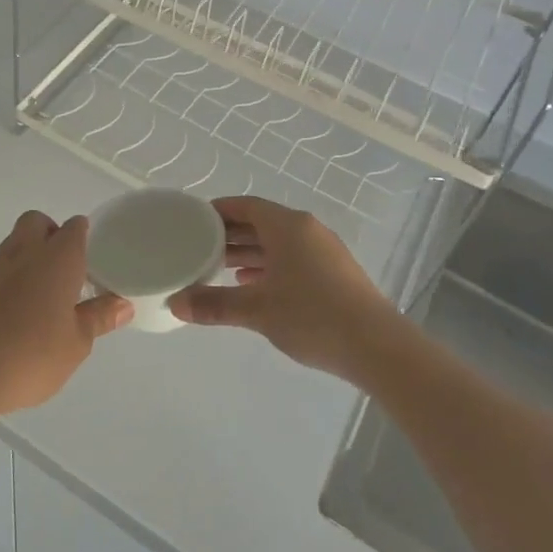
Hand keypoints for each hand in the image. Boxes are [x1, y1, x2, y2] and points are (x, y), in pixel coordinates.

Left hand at [0, 211, 131, 419]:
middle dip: (51, 232)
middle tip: (65, 265)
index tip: (93, 255)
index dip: (84, 235)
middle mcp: (26, 253)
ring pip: (13, 241)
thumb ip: (99, 318)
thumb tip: (123, 304)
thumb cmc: (34, 353)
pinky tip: (16, 303)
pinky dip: (8, 274)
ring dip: (27, 251)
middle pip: (37, 222)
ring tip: (41, 284)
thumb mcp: (78, 342)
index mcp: (58, 258)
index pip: (75, 228)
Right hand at [168, 197, 402, 381]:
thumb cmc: (312, 316)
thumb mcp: (257, 310)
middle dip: (231, 234)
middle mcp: (306, 230)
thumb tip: (175, 303)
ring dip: (250, 253)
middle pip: (261, 223)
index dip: (219, 210)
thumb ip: (215, 304)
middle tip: (199, 247)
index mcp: (287, 226)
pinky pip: (293, 259)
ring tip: (219, 268)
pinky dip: (270, 267)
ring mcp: (324, 251)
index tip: (194, 221)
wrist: (376, 346)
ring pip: (278, 243)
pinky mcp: (334, 273)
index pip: (246, 205)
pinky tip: (253, 286)